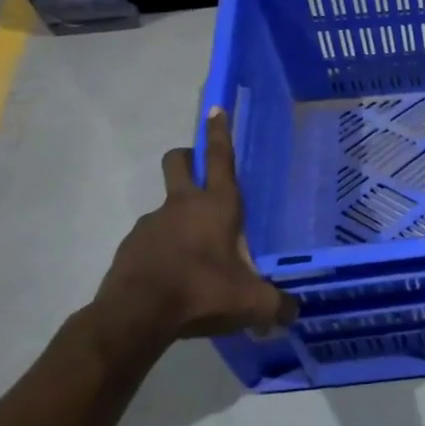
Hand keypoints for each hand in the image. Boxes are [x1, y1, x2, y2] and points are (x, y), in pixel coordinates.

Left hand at [91, 108, 298, 344]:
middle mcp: (182, 206)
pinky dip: (163, 251)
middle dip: (188, 158)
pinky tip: (173, 280)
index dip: (219, 132)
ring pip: (165, 206)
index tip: (215, 108)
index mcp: (217, 206)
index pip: (221, 158)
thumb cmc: (202, 292)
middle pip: (178, 162)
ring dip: (179, 219)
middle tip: (199, 172)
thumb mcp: (252, 303)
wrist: (135, 317)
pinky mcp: (130, 247)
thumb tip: (294, 314)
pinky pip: (151, 240)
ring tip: (196, 258)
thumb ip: (278, 306)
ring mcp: (151, 224)